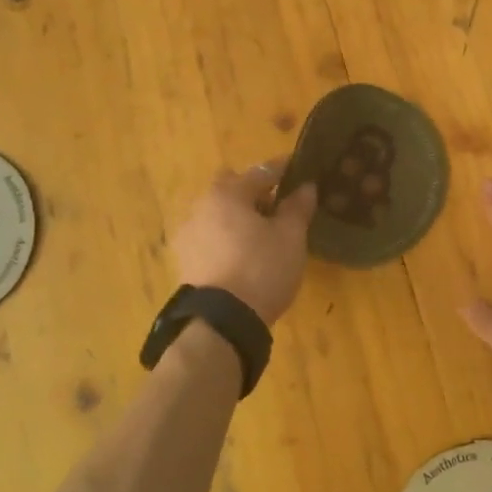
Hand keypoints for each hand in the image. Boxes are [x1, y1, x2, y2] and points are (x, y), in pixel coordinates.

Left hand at [172, 162, 317, 324]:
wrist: (221, 322)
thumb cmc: (261, 268)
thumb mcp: (291, 237)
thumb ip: (298, 207)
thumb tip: (306, 186)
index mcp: (228, 193)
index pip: (262, 171)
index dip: (285, 169)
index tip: (302, 170)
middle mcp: (201, 206)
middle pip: (231, 188)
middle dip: (253, 192)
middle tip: (278, 207)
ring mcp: (188, 234)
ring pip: (218, 213)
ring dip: (238, 216)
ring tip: (261, 234)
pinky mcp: (185, 261)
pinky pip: (210, 236)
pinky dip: (226, 237)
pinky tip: (243, 254)